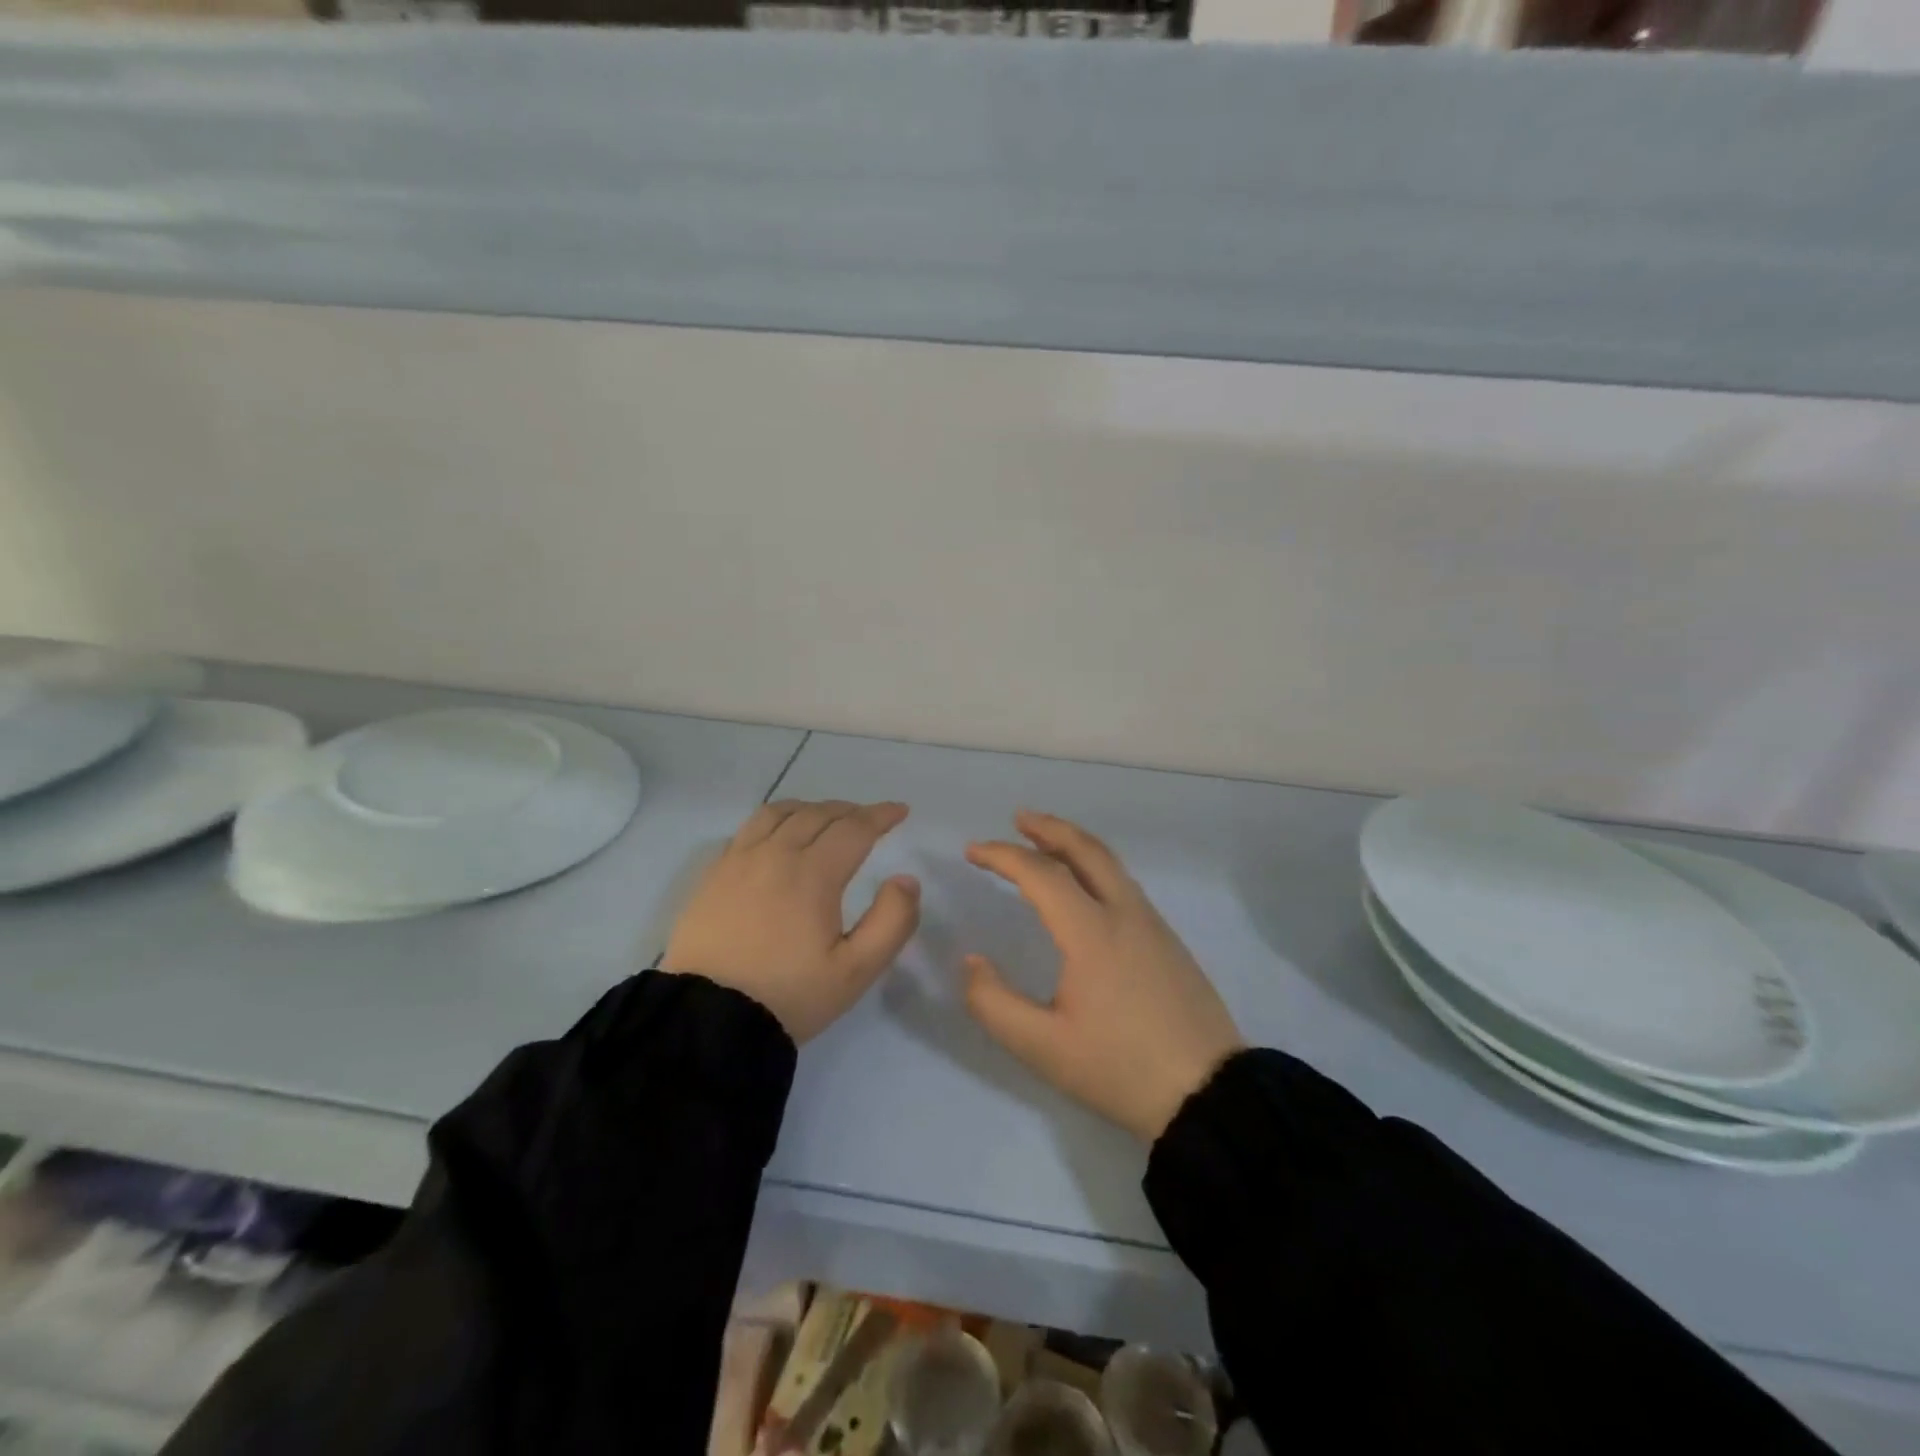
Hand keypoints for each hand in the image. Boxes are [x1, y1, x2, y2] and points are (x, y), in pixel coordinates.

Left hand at [661, 801, 920, 1043]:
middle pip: (818, 814)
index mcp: (813, 873)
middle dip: (850, 811)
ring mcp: (739, 860)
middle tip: (869, 819)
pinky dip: (775, 819)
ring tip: (825, 818)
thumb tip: (906, 879)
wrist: (707, 1019)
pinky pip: (749, 828)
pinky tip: (778, 835)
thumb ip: (892, 921)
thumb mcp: (856, 971)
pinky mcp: (714, 874)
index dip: (881, 815)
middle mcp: (775, 854)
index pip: (854, 828)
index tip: (900, 811)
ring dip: (811, 808)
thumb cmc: (789, 995)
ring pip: (780, 813)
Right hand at [963, 811, 1243, 1143]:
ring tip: (1045, 844)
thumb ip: (994, 1003)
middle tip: (1018, 818)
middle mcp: (1125, 913)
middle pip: (1086, 850)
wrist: (1210, 1094)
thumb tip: (972, 962)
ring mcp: (1153, 924)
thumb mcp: (1044, 1048)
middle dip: (1048, 828)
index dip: (1003, 856)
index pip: (1041, 874)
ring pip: (1110, 864)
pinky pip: (1124, 884)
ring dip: (1074, 844)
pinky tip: (1084, 888)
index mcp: (1092, 932)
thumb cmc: (1121, 1069)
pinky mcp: (1168, 940)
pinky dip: (1095, 867)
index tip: (973, 851)